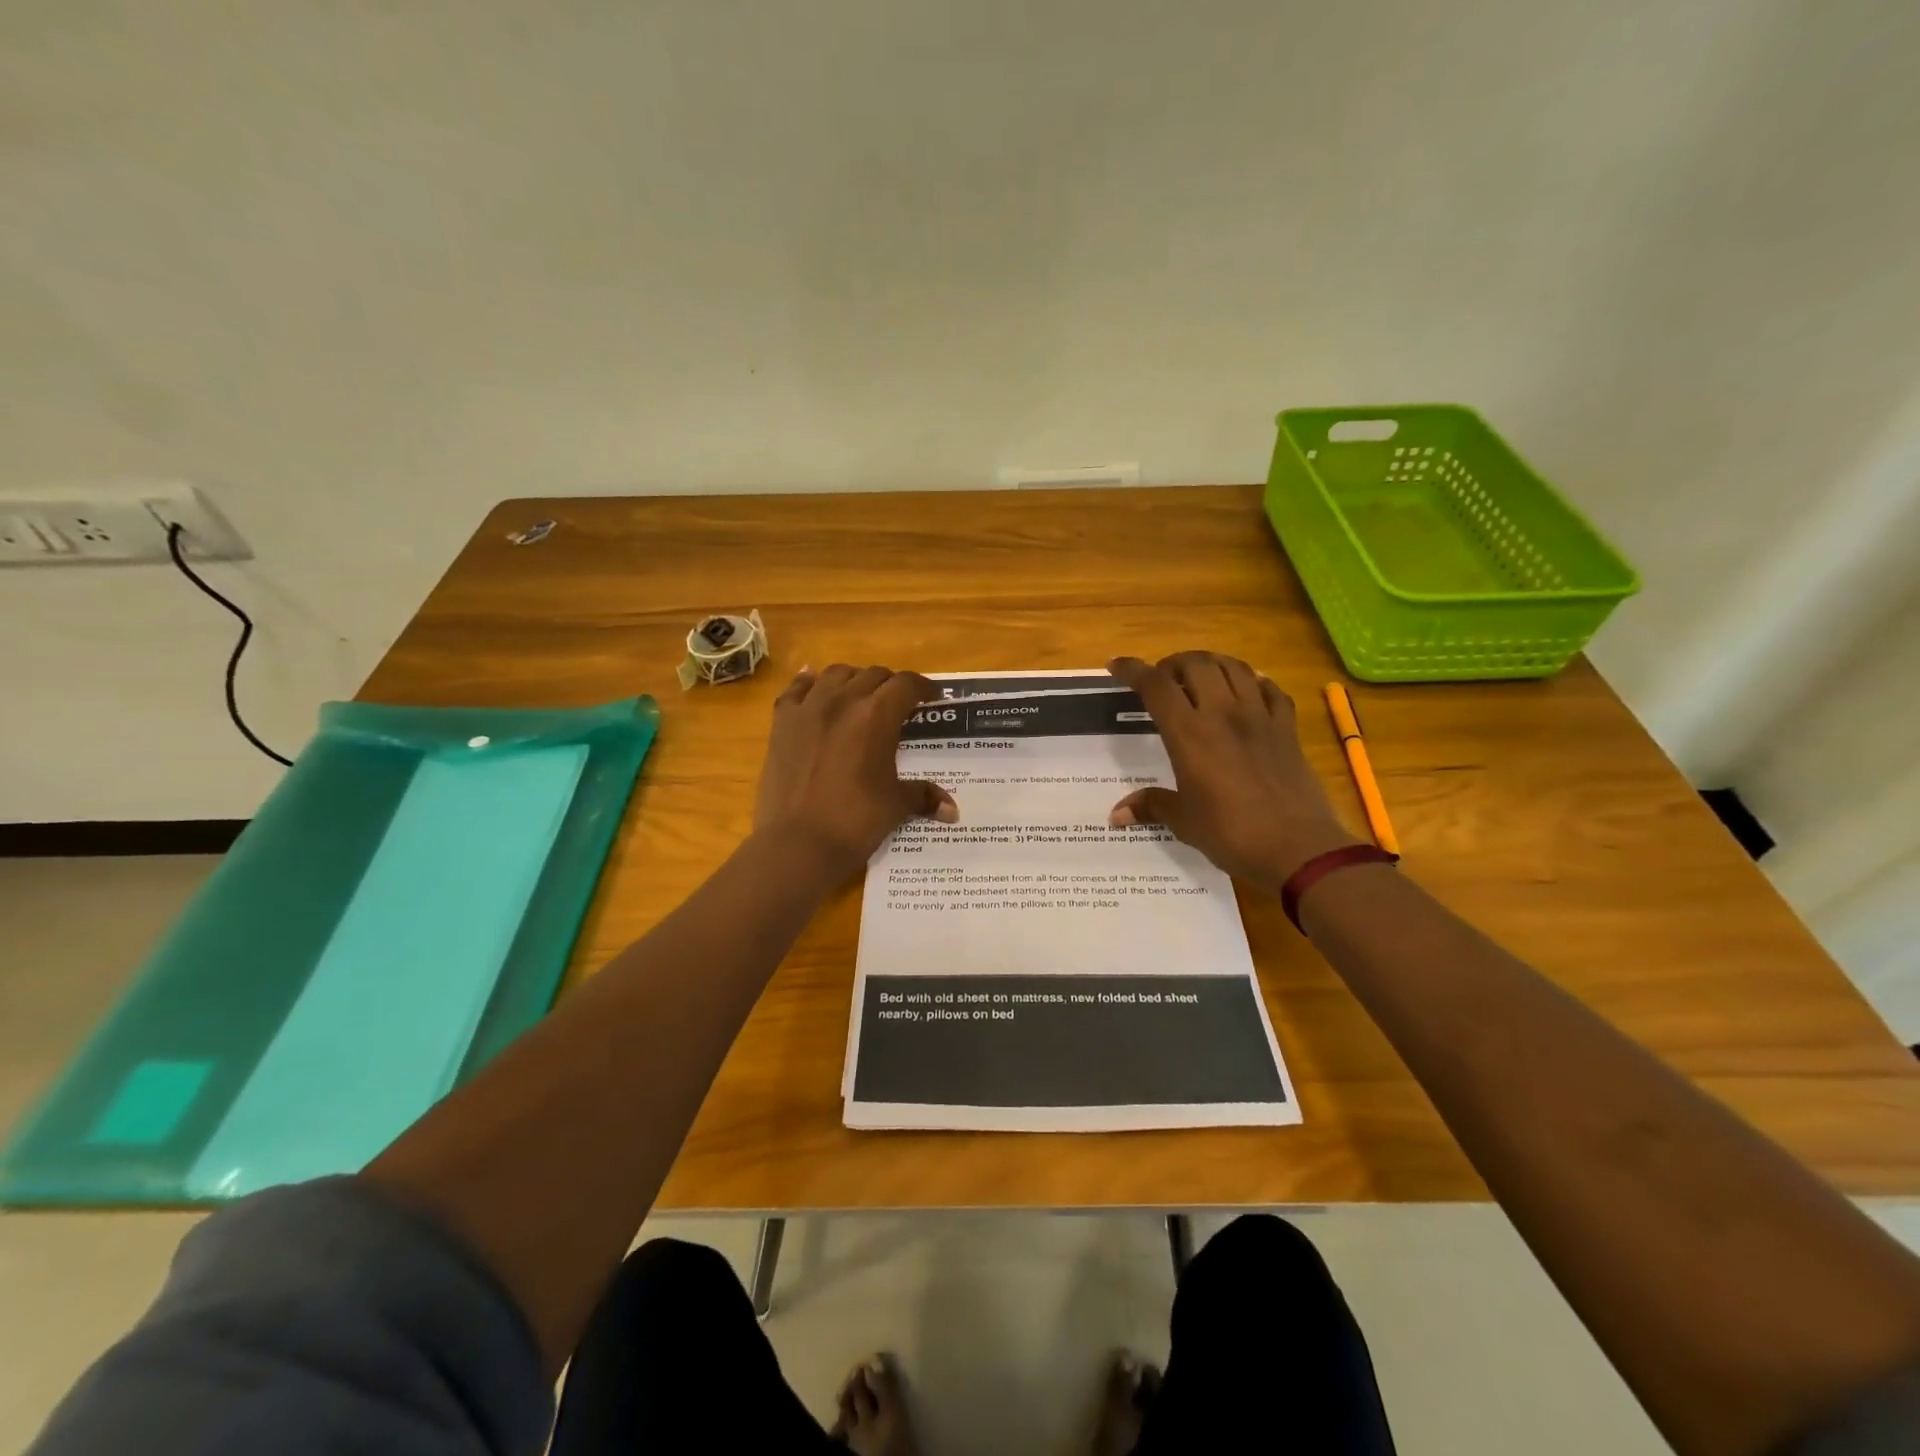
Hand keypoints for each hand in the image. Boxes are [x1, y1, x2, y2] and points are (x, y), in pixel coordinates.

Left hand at [753, 664, 958, 877]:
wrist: (798, 843)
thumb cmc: (855, 822)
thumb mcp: (895, 805)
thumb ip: (924, 796)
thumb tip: (953, 810)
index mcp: (877, 715)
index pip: (906, 685)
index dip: (923, 687)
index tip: (931, 697)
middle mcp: (843, 700)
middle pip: (873, 675)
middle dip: (890, 685)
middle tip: (898, 704)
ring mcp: (808, 708)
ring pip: (836, 674)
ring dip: (853, 679)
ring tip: (859, 695)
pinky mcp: (781, 722)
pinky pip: (796, 689)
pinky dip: (808, 684)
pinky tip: (813, 686)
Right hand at [1107, 651, 1357, 890]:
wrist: (1298, 849)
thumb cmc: (1231, 834)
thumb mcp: (1184, 821)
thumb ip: (1151, 806)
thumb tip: (1116, 815)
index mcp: (1190, 734)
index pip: (1156, 686)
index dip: (1133, 670)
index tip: (1116, 666)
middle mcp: (1223, 714)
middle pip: (1196, 664)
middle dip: (1173, 664)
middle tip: (1164, 680)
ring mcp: (1260, 717)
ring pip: (1234, 667)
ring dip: (1212, 664)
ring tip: (1201, 678)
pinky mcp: (1287, 728)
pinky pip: (1271, 690)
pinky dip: (1254, 682)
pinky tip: (1248, 690)